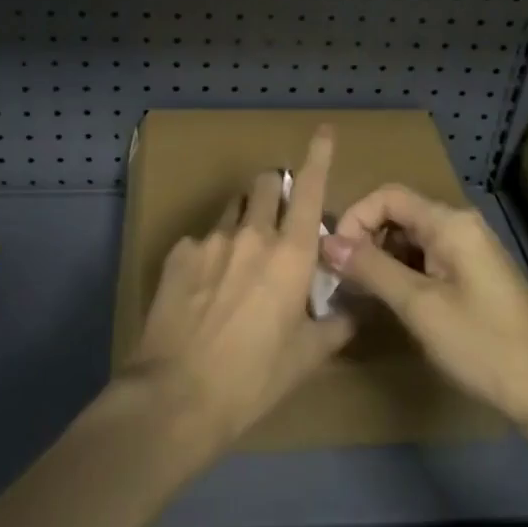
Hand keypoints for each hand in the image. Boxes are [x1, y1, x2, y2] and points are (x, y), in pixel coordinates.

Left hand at [126, 128, 356, 451]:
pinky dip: (211, 253)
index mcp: (290, 254)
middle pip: (265, 183)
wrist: (176, 395)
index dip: (319, 155)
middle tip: (277, 218)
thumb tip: (351, 310)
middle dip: (274, 189)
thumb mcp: (306, 358)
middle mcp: (252, 233)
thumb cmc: (253, 379)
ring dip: (244, 218)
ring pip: (234, 208)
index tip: (324, 131)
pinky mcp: (178, 253)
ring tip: (239, 259)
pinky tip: (204, 289)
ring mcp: (211, 239)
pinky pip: (202, 240)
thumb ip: (335, 325)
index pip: (309, 188)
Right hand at [322, 186, 527, 429]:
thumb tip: (327, 242)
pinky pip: (427, 261)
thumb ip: (372, 269)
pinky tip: (390, 304)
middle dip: (365, 240)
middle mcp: (460, 227)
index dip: (355, 218)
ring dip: (382, 260)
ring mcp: (469, 253)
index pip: (388, 196)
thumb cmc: (486, 345)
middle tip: (340, 278)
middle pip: (399, 215)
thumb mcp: (421, 307)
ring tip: (358, 294)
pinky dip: (403, 275)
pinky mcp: (473, 278)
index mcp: (450, 223)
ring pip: (411, 240)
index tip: (333, 256)